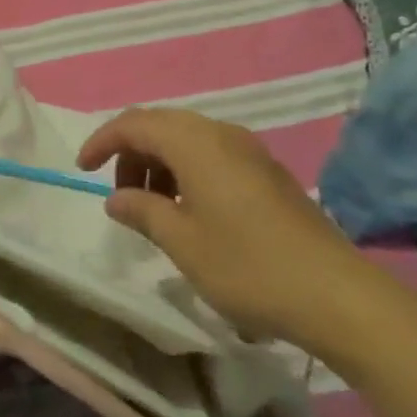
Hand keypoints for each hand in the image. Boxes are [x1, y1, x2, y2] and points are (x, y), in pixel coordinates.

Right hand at [77, 107, 371, 349]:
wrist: (334, 293)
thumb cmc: (247, 266)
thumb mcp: (183, 243)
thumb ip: (143, 212)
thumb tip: (116, 197)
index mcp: (194, 142)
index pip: (134, 123)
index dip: (103, 141)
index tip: (82, 169)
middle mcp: (220, 132)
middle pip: (161, 125)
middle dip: (131, 153)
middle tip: (120, 196)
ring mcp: (248, 149)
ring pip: (187, 139)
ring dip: (160, 163)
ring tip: (154, 209)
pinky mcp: (266, 170)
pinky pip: (211, 153)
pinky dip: (186, 171)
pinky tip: (190, 211)